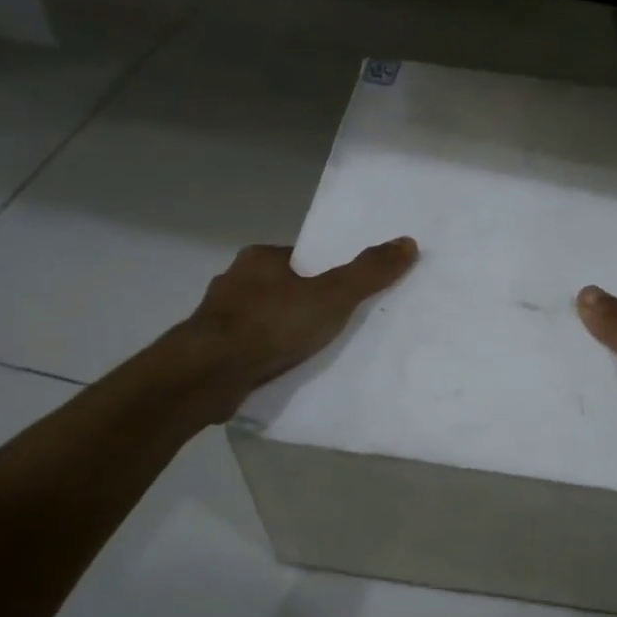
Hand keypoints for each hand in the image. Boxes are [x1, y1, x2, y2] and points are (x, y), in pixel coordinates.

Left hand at [185, 238, 418, 416]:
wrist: (208, 373)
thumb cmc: (271, 324)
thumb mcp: (332, 296)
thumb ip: (368, 273)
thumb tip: (408, 243)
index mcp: (259, 258)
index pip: (301, 259)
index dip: (325, 273)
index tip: (344, 294)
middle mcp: (235, 281)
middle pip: (282, 288)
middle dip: (304, 304)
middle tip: (335, 325)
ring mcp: (219, 318)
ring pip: (263, 320)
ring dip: (283, 332)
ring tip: (312, 353)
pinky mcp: (211, 351)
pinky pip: (249, 348)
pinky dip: (266, 356)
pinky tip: (282, 371)